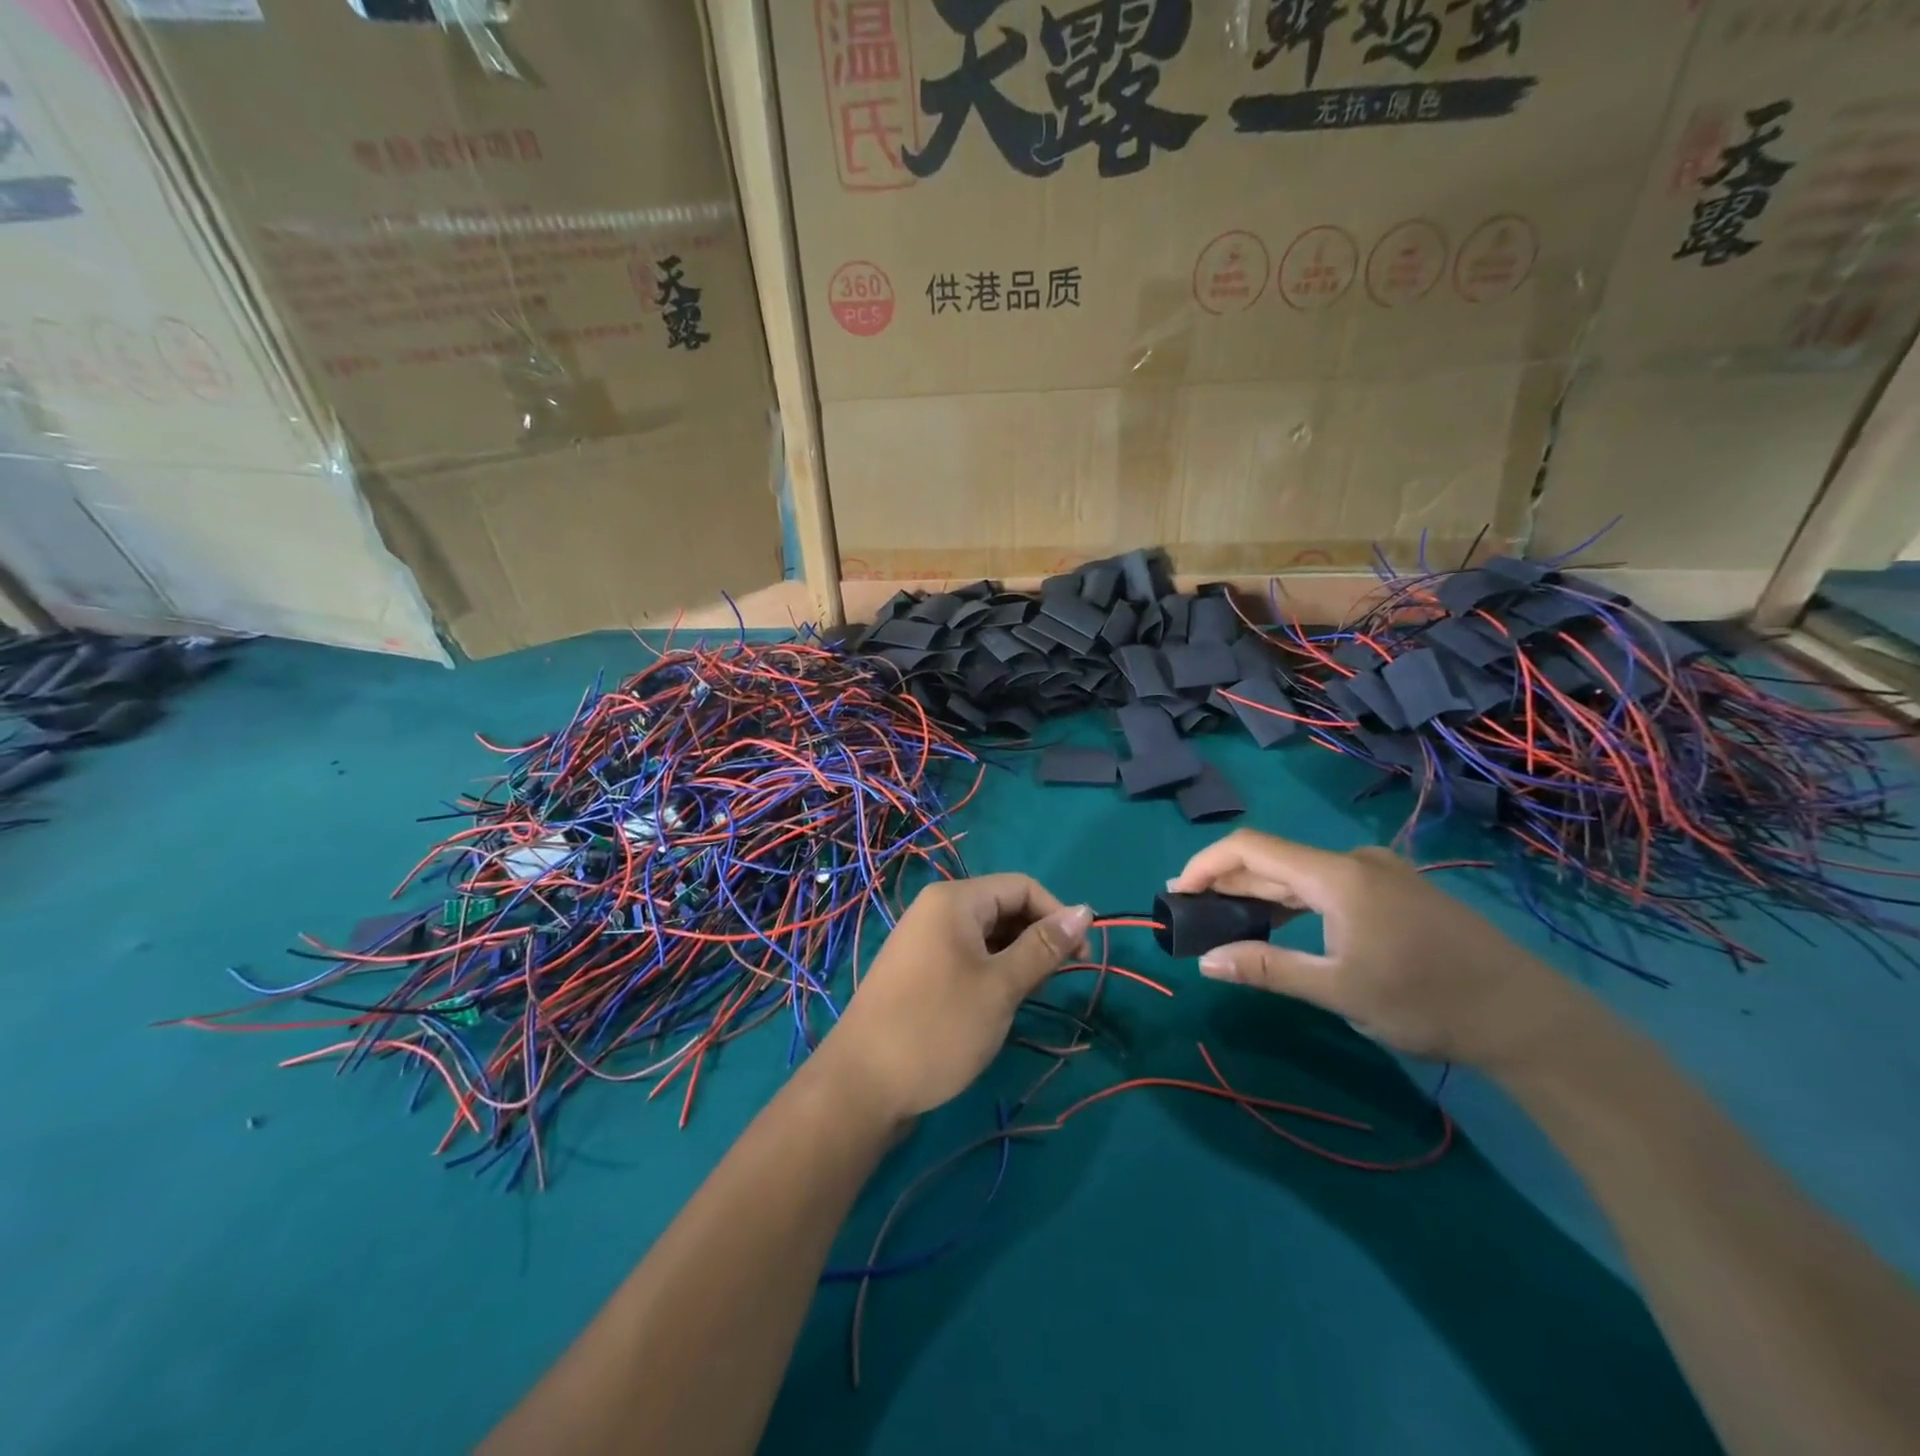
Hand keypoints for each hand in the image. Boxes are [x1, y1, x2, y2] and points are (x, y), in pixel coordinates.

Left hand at [812, 875, 1091, 1124]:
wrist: (861, 1085)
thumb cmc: (938, 1027)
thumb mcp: (1000, 986)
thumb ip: (1044, 947)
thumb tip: (1086, 911)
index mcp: (954, 900)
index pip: (1021, 886)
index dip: (1057, 915)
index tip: (1081, 958)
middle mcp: (936, 909)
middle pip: (1003, 907)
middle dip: (1036, 937)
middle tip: (1056, 982)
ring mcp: (923, 940)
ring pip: (986, 934)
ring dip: (1016, 958)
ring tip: (1029, 996)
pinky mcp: (918, 970)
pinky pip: (966, 955)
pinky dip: (991, 972)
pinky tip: (999, 1004)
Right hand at [1168, 830, 1590, 1072]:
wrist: (1526, 1017)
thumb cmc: (1426, 1001)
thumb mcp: (1339, 990)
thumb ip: (1267, 968)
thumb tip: (1206, 962)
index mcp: (1336, 875)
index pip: (1251, 848)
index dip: (1206, 864)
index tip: (1177, 893)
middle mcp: (1354, 861)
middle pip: (1273, 858)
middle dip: (1227, 882)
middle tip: (1193, 914)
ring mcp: (1379, 873)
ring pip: (1300, 872)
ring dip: (1260, 893)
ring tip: (1227, 921)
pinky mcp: (1395, 891)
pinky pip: (1327, 884)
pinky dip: (1293, 900)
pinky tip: (1283, 926)